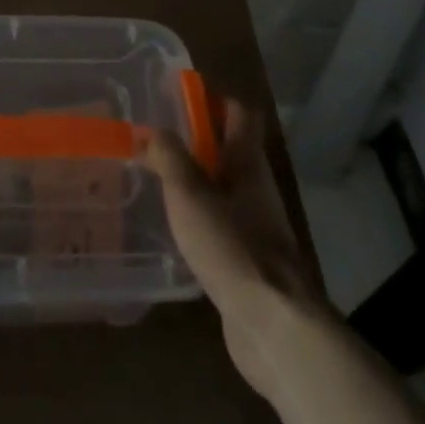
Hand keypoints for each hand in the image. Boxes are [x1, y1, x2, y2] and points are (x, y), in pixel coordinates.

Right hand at [147, 97, 326, 398]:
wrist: (271, 324)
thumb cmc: (230, 246)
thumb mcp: (189, 194)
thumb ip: (169, 157)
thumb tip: (153, 130)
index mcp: (247, 163)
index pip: (241, 114)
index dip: (213, 100)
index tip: (178, 99)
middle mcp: (256, 188)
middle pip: (230, 150)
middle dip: (196, 142)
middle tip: (154, 142)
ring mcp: (257, 226)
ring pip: (224, 188)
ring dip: (196, 180)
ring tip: (156, 182)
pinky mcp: (250, 259)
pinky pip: (222, 223)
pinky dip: (200, 216)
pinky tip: (174, 229)